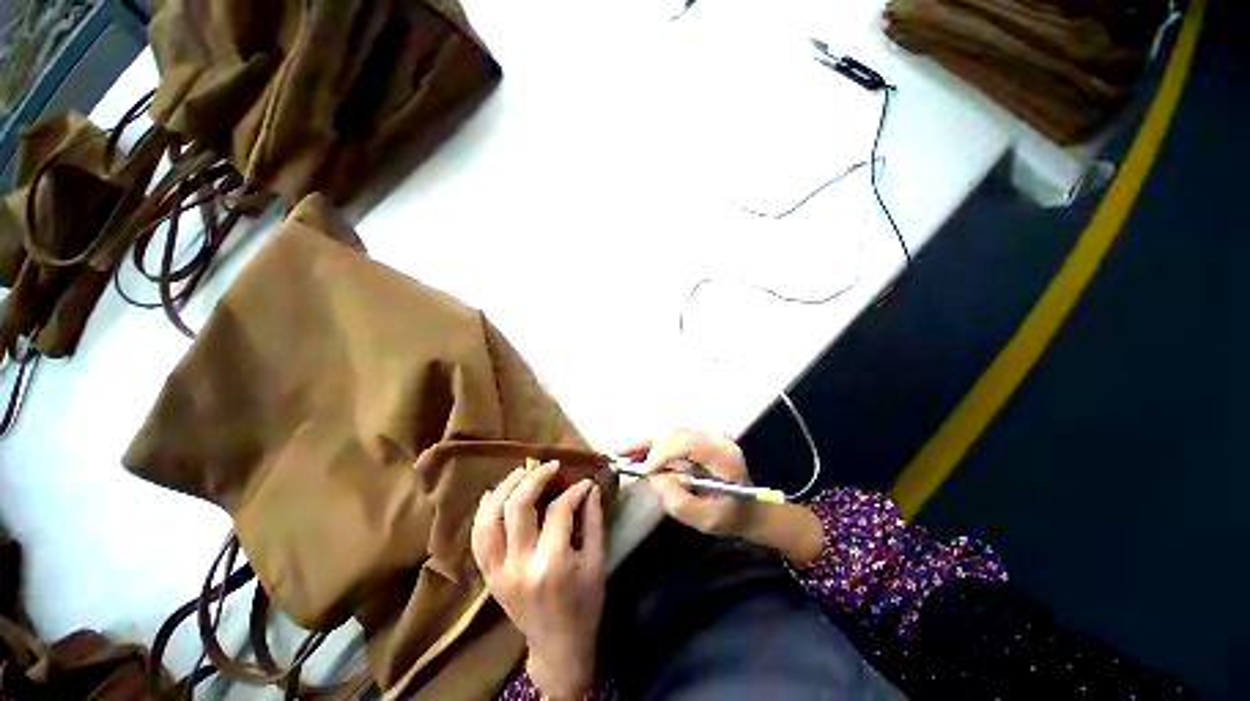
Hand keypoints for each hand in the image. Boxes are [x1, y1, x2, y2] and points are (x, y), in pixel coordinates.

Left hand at [471, 460, 605, 700]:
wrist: (557, 647)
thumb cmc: (585, 605)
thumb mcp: (597, 563)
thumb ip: (594, 521)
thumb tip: (591, 488)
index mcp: (552, 564)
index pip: (559, 510)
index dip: (574, 491)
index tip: (584, 482)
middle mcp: (520, 564)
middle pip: (518, 507)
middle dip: (535, 478)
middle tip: (550, 465)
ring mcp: (499, 571)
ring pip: (490, 519)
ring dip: (504, 489)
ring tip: (521, 471)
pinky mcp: (489, 576)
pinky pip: (478, 539)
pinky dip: (483, 513)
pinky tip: (492, 494)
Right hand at [624, 429, 824, 564]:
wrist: (747, 507)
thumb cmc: (729, 516)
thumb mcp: (705, 520)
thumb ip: (679, 501)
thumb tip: (653, 477)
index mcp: (724, 456)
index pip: (689, 442)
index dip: (663, 452)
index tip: (644, 470)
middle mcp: (717, 438)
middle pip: (677, 433)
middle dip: (649, 445)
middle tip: (623, 457)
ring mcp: (708, 435)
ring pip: (672, 432)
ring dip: (648, 442)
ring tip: (624, 452)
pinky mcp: (700, 438)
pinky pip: (673, 437)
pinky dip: (655, 444)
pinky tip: (638, 452)